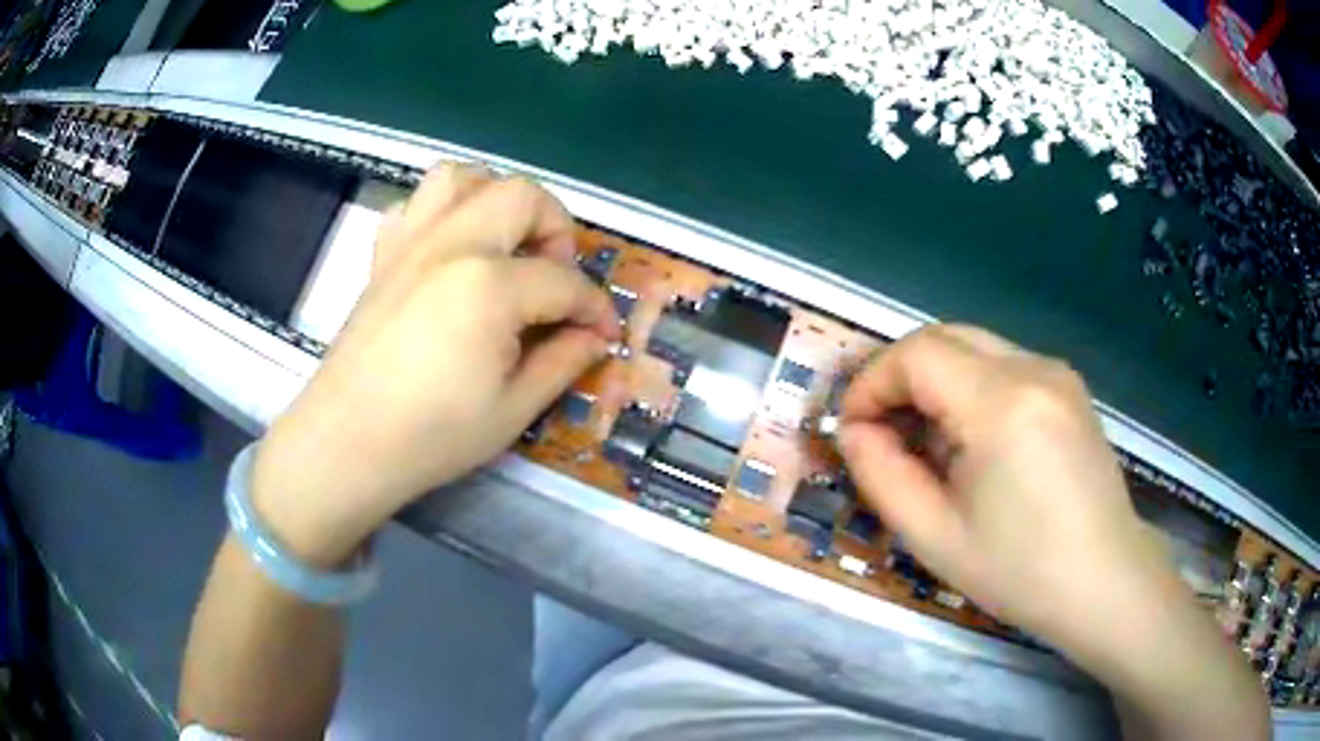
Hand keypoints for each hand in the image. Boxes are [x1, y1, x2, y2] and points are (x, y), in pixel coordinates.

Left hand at [250, 165, 618, 566]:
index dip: (595, 308)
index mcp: (489, 285)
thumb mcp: (513, 410)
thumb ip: (563, 362)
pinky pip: (416, 204)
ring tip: (503, 245)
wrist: (347, 443)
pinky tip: (448, 253)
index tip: (603, 333)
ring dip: (495, 200)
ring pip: (463, 177)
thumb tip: (594, 337)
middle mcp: (452, 243)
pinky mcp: (383, 254)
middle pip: (523, 196)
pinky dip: (442, 213)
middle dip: (556, 229)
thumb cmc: (431, 437)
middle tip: (555, 277)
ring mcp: (412, 242)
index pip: (564, 281)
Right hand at [838, 325, 1184, 665]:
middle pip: (944, 337)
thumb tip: (855, 431)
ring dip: (935, 383)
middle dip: (900, 376)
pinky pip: (1004, 365)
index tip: (853, 429)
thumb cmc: (1020, 571)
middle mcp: (1034, 367)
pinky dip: (970, 388)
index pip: (917, 353)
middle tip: (882, 431)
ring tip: (929, 445)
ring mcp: (1058, 373)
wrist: (1105, 582)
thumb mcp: (934, 536)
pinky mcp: (1070, 388)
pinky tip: (975, 443)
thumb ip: (880, 474)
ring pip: (974, 348)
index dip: (872, 382)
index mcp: (1002, 403)